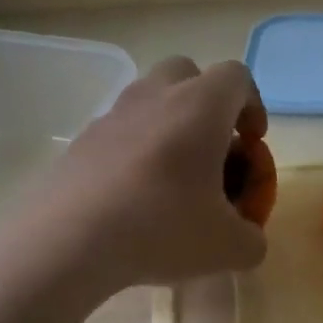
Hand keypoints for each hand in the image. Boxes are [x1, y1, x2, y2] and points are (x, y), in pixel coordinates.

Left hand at [37, 55, 269, 290]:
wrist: (69, 240)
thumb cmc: (163, 229)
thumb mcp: (230, 249)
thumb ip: (252, 238)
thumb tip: (247, 237)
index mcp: (201, 107)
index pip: (237, 77)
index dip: (253, 106)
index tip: (252, 143)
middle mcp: (156, 96)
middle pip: (188, 73)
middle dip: (207, 104)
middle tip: (213, 149)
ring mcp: (112, 114)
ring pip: (150, 99)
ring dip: (169, 125)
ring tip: (173, 177)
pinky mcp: (81, 139)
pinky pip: (120, 130)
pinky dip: (135, 150)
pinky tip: (134, 196)